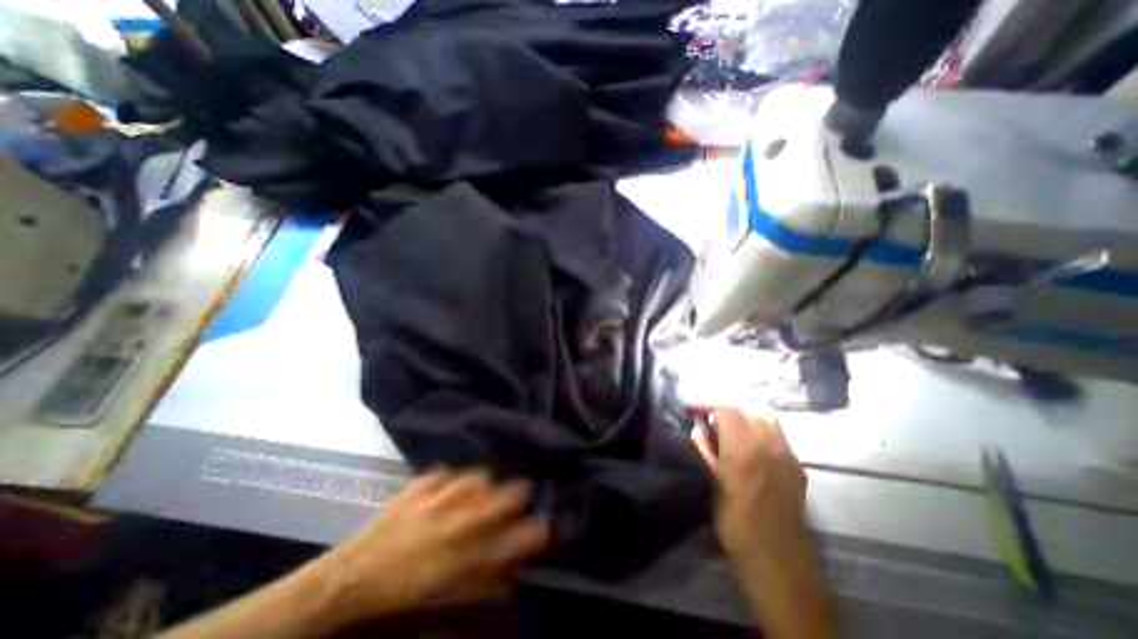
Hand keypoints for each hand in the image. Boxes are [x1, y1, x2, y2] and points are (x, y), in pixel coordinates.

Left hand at [320, 469, 551, 623]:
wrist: (348, 578)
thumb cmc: (398, 594)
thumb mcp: (441, 599)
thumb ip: (479, 584)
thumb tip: (510, 576)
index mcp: (457, 558)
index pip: (508, 542)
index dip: (532, 533)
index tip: (547, 525)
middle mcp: (451, 525)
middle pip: (496, 501)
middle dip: (517, 493)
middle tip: (524, 489)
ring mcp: (433, 502)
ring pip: (474, 480)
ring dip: (485, 482)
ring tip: (486, 485)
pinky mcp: (417, 489)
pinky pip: (443, 473)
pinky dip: (451, 477)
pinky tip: (450, 483)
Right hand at [694, 405, 808, 568]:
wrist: (779, 563)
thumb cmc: (735, 524)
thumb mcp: (712, 484)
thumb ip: (705, 449)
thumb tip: (698, 425)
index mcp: (744, 450)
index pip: (726, 406)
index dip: (706, 402)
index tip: (692, 408)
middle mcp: (770, 444)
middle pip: (748, 404)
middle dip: (725, 404)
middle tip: (708, 414)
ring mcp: (788, 453)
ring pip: (765, 414)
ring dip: (743, 411)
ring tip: (726, 423)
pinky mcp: (797, 464)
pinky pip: (776, 430)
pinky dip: (757, 424)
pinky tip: (746, 439)